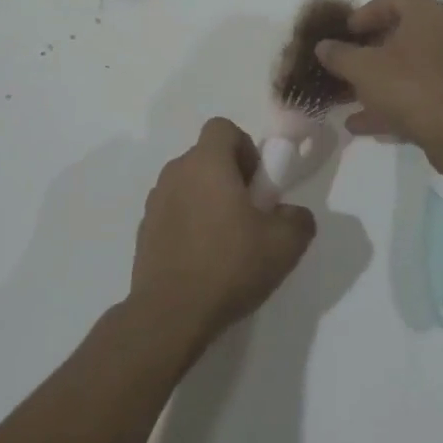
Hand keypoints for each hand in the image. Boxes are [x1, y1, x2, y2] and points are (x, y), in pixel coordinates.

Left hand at [128, 118, 316, 348]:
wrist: (170, 314)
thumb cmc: (229, 266)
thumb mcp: (284, 245)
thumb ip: (298, 219)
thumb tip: (290, 214)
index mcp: (206, 163)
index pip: (223, 128)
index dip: (245, 148)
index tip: (257, 184)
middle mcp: (175, 172)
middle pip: (207, 157)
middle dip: (230, 177)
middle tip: (249, 215)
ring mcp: (155, 201)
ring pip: (189, 184)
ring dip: (208, 200)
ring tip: (227, 241)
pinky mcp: (144, 229)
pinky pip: (174, 211)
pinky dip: (189, 223)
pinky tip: (203, 259)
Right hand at [313, 0, 442, 173]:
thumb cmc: (409, 86)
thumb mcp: (363, 68)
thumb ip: (339, 55)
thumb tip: (323, 46)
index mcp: (425, 15)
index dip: (367, 12)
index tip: (347, 31)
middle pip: (400, 35)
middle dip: (368, 51)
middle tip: (346, 62)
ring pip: (406, 69)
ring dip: (375, 82)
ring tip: (346, 98)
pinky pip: (415, 94)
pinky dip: (389, 105)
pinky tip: (359, 124)